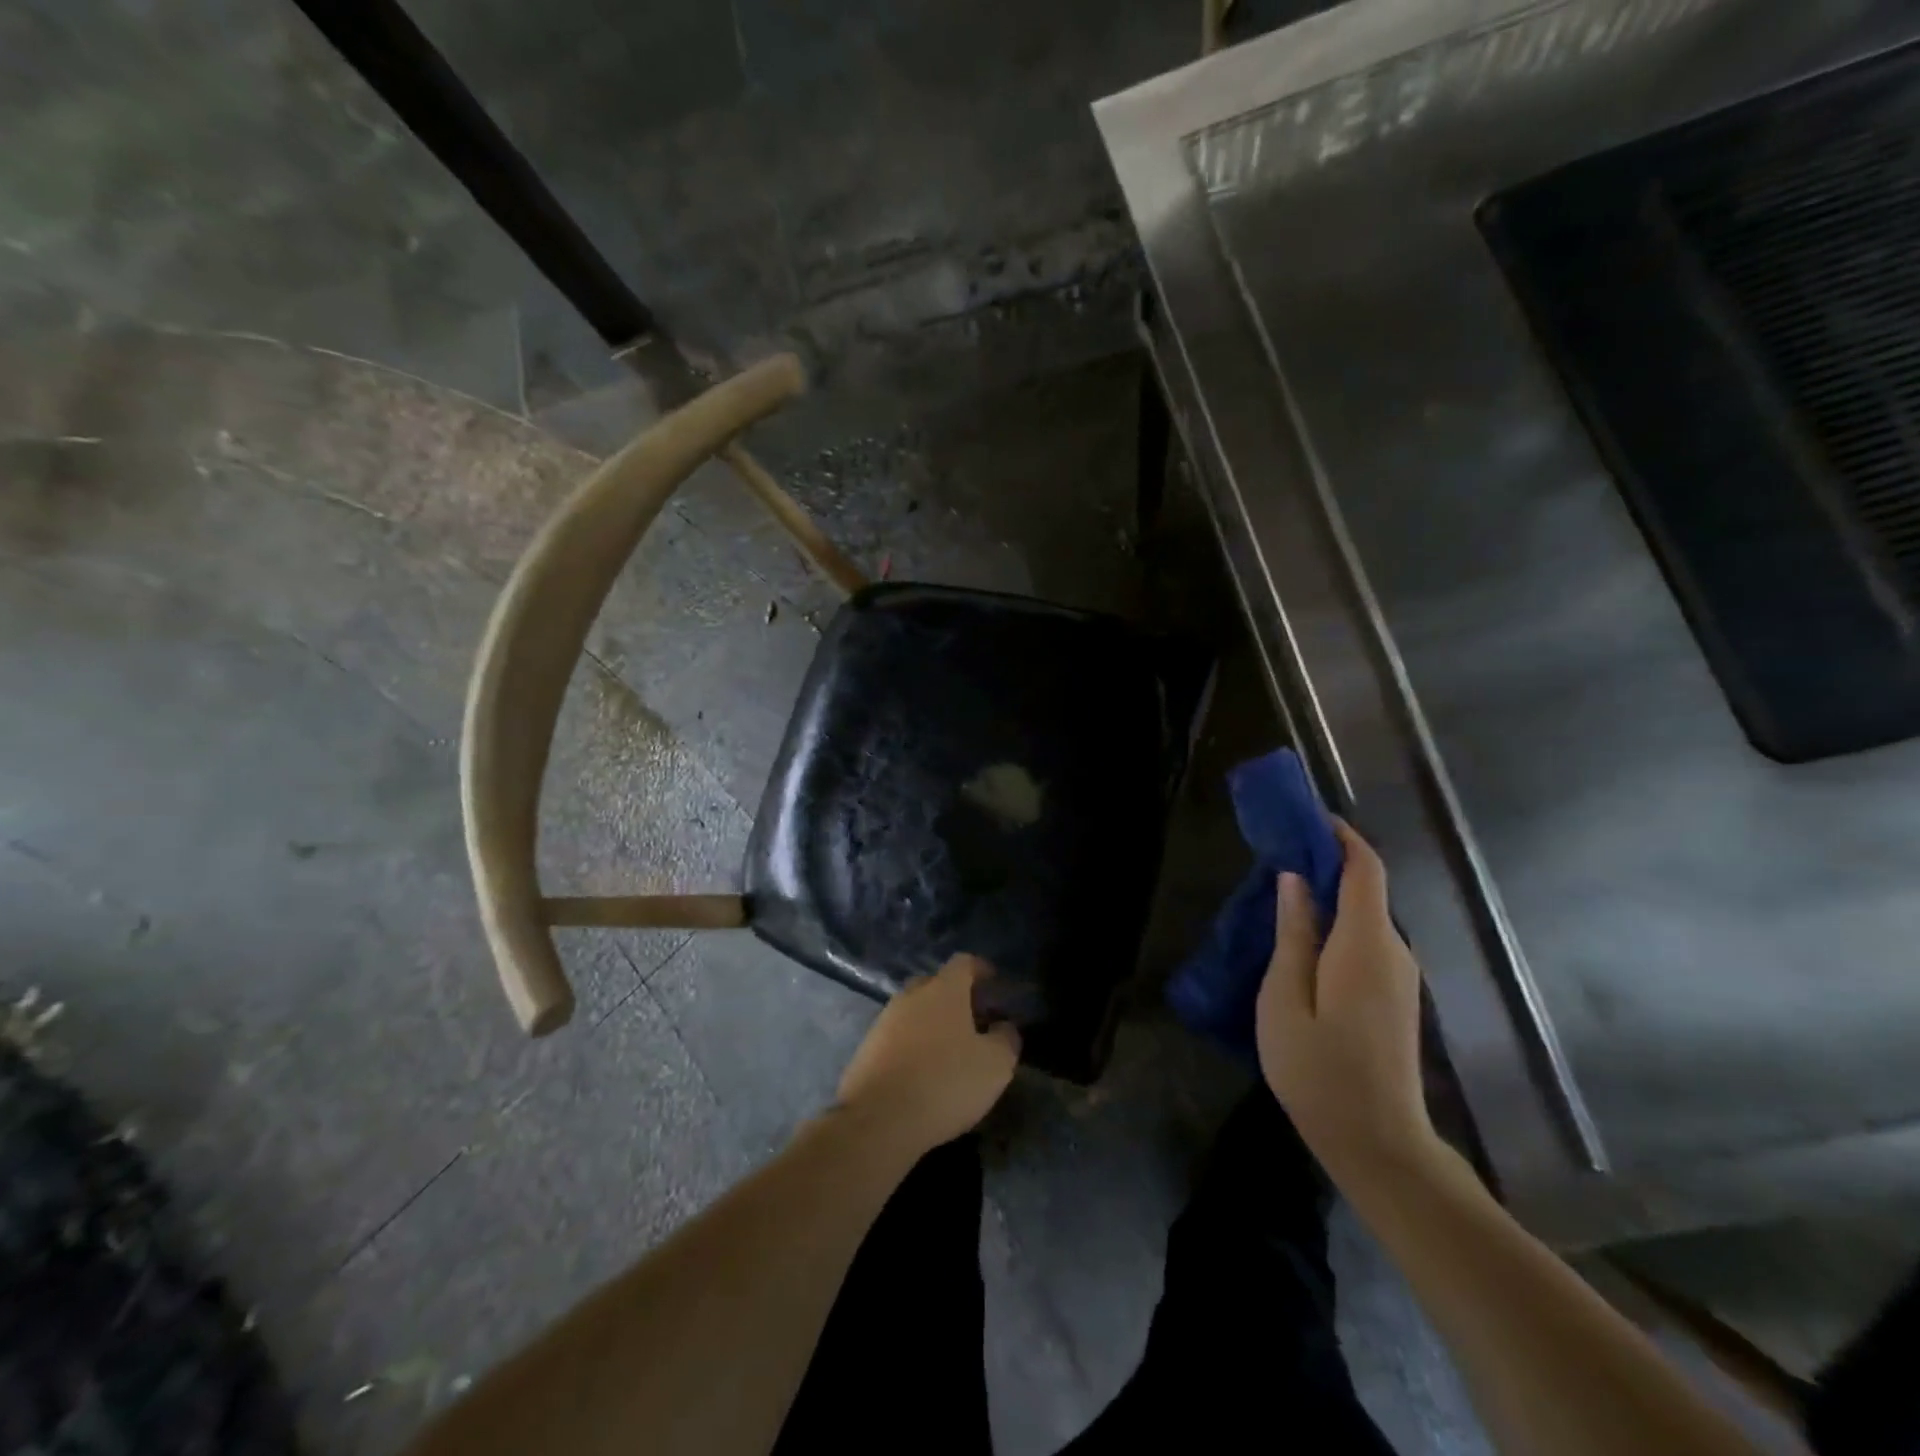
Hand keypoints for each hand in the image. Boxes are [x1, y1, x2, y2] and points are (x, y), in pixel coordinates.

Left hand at [836, 954, 1019, 1156]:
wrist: (878, 1119)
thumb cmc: (945, 1082)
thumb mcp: (995, 1065)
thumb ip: (1006, 1039)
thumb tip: (1003, 1027)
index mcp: (943, 989)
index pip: (964, 962)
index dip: (981, 969)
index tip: (994, 982)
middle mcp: (911, 995)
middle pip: (936, 984)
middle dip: (956, 997)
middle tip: (975, 1020)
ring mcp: (884, 1020)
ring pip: (914, 1011)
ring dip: (932, 1023)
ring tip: (950, 1050)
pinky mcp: (867, 1048)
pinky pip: (897, 1036)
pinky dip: (913, 1046)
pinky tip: (923, 1071)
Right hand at [1256, 820, 1435, 1190]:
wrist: (1377, 1142)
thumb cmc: (1318, 1071)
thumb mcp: (1284, 999)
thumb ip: (1293, 934)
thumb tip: (1296, 879)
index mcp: (1365, 944)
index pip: (1364, 869)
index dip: (1340, 837)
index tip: (1306, 818)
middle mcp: (1393, 950)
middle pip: (1366, 889)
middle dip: (1326, 864)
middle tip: (1274, 861)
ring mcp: (1400, 974)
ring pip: (1365, 916)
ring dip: (1329, 897)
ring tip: (1280, 899)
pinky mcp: (1396, 994)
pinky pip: (1367, 941)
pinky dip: (1338, 925)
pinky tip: (1302, 942)